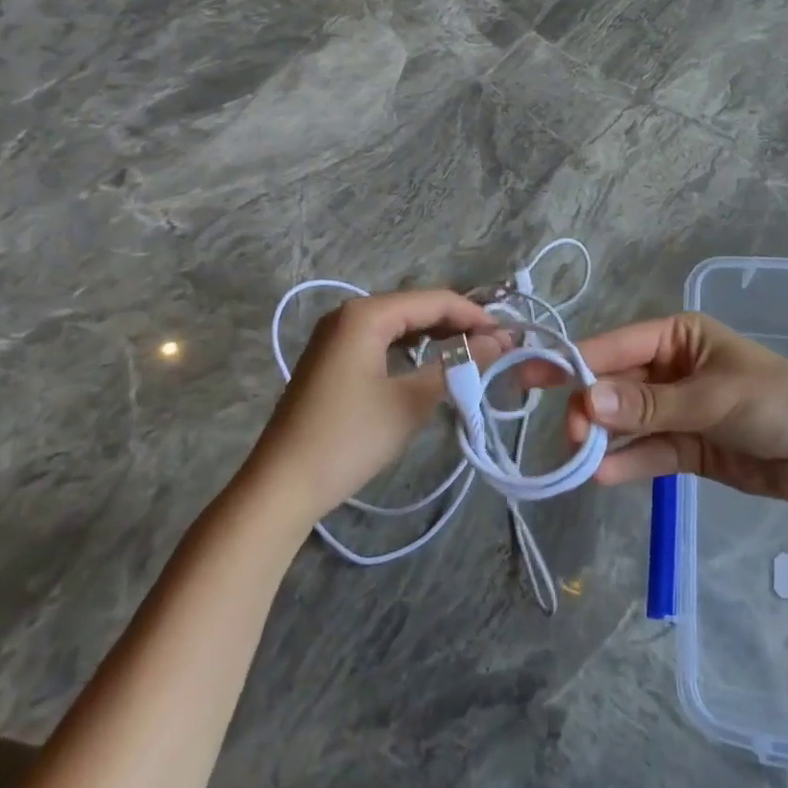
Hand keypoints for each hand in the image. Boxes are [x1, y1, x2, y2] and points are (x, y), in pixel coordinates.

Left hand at [249, 289, 504, 524]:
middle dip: (456, 324)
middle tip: (494, 347)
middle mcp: (349, 313)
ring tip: (470, 354)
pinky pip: (380, 339)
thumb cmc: (349, 439)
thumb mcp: (410, 402)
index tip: (507, 336)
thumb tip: (499, 342)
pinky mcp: (330, 358)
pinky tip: (429, 363)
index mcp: (366, 314)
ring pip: (399, 323)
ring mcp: (335, 335)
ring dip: (434, 335)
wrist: (281, 487)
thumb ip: (458, 365)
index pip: (434, 301)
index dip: (474, 315)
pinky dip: (409, 347)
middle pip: (416, 307)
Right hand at [546, 313, 787, 505]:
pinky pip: (646, 451)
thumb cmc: (773, 402)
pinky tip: (601, 475)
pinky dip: (625, 462)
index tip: (534, 378)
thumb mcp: (712, 398)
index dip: (577, 361)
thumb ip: (650, 405)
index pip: (617, 345)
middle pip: (615, 384)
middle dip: (591, 407)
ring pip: (625, 420)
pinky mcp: (683, 445)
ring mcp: (674, 408)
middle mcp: (669, 367)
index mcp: (677, 336)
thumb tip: (588, 401)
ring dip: (602, 438)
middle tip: (571, 436)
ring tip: (579, 459)